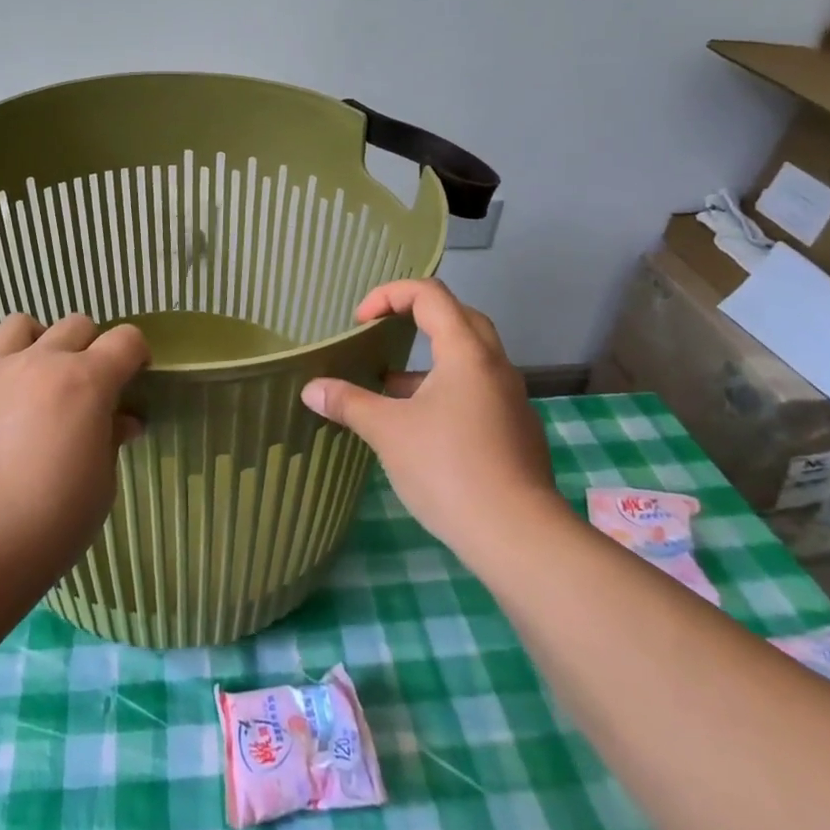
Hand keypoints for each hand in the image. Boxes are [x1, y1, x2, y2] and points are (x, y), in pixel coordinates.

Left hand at [0, 312, 149, 574]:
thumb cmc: (53, 521)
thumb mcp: (102, 484)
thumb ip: (111, 440)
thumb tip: (123, 421)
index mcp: (86, 381)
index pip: (125, 340)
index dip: (135, 353)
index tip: (134, 376)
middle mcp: (38, 362)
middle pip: (74, 324)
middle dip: (87, 346)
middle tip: (84, 382)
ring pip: (15, 326)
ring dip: (30, 339)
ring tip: (29, 365)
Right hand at [299, 280, 561, 553]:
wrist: (518, 535)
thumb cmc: (448, 469)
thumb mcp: (388, 432)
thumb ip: (349, 403)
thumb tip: (311, 390)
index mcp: (466, 352)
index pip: (430, 294)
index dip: (389, 295)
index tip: (360, 322)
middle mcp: (495, 365)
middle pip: (458, 317)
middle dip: (416, 318)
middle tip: (384, 336)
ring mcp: (511, 399)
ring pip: (469, 358)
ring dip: (429, 361)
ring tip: (391, 388)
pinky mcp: (517, 431)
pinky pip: (479, 390)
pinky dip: (447, 390)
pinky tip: (423, 427)